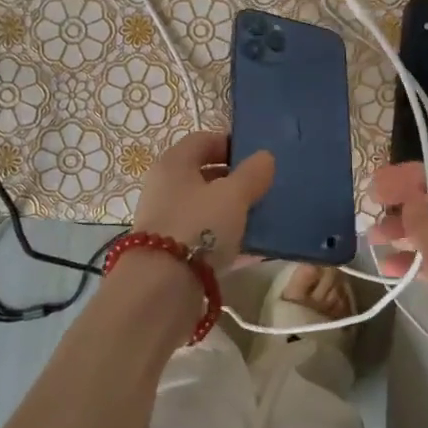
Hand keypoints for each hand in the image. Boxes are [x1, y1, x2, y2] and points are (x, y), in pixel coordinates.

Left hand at [132, 132, 275, 270]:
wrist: (162, 287)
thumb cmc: (199, 226)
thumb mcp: (233, 195)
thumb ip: (252, 174)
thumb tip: (265, 157)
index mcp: (174, 163)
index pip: (204, 140)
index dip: (232, 144)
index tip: (258, 158)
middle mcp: (165, 187)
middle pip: (203, 174)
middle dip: (234, 179)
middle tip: (263, 188)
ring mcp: (166, 219)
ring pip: (204, 206)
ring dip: (231, 209)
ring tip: (261, 217)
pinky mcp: (172, 250)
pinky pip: (204, 234)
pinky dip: (225, 236)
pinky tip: (250, 247)